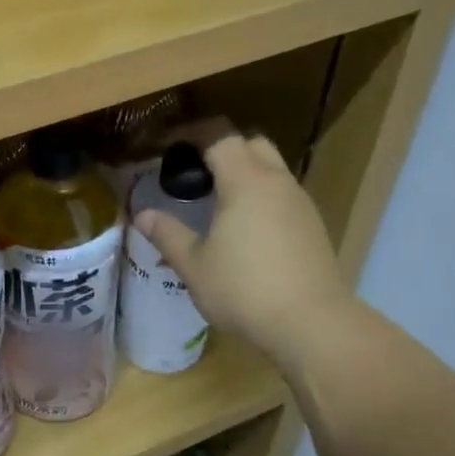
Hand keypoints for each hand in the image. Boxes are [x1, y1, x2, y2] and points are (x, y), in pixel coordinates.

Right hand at [133, 132, 354, 373]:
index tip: (167, 142)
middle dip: (221, 146)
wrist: (311, 324)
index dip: (191, 131)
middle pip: (250, 143)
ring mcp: (300, 202)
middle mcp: (276, 182)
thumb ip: (167, 234)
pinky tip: (244, 227)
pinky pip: (282, 193)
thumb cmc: (244, 290)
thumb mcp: (194, 265)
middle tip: (193, 170)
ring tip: (215, 200)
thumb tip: (142, 215)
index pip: (219, 135)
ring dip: (243, 171)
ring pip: (271, 168)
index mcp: (245, 181)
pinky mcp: (312, 225)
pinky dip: (260, 195)